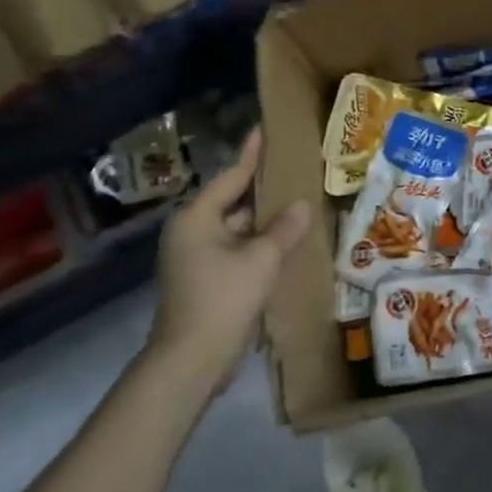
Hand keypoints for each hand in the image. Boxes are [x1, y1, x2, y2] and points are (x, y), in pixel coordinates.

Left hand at [148, 128, 312, 399]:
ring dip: (265, 221)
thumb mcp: (261, 259)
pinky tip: (287, 242)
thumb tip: (301, 204)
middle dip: (263, 190)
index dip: (251, 154)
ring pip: (237, 228)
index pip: (230, 177)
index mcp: (196, 219)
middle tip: (294, 170)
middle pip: (233, 202)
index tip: (264, 130)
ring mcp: (196, 258)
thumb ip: (283, 229)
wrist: (190, 362)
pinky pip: (237, 250)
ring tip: (299, 204)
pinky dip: (259, 244)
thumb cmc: (222, 299)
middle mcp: (191, 233)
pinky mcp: (206, 281)